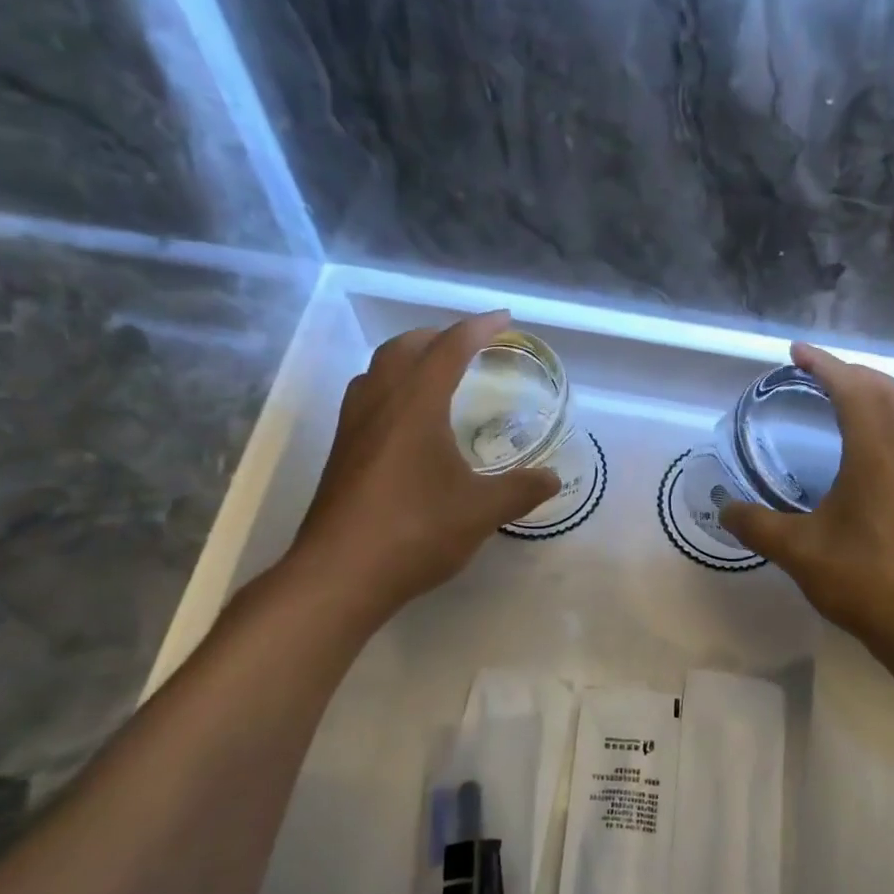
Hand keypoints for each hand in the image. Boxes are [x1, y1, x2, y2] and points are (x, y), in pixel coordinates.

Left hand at [284, 311, 560, 626]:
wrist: (341, 574)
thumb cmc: (416, 532)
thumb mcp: (481, 512)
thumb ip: (521, 490)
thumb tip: (552, 478)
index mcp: (416, 404)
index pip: (449, 348)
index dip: (479, 328)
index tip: (504, 319)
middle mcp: (380, 403)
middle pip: (405, 348)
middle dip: (439, 336)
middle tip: (471, 345)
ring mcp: (353, 427)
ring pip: (378, 369)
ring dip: (409, 358)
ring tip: (436, 372)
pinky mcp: (341, 453)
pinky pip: (367, 397)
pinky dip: (391, 387)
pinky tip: (407, 420)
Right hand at [719, 343, 893, 669]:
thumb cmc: (863, 580)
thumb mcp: (798, 551)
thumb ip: (757, 525)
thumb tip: (725, 509)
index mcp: (876, 453)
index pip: (852, 389)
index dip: (824, 365)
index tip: (796, 352)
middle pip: (885, 390)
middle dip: (850, 372)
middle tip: (816, 374)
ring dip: (877, 392)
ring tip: (846, 397)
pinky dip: (892, 418)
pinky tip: (874, 444)